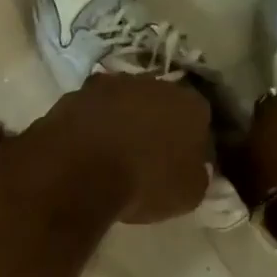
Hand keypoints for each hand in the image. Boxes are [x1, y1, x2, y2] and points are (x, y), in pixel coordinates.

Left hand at [38, 74, 211, 223]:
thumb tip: (192, 165)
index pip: (200, 118)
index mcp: (189, 104)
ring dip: (121, 119)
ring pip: (123, 101)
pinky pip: (92, 109)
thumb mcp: (189, 193)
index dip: (192, 140)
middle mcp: (152, 83)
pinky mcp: (75, 93)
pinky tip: (86, 148)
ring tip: (113, 153)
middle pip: (160, 102)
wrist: (79, 170)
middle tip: (148, 154)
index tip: (183, 161)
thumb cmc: (145, 182)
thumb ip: (197, 172)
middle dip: (156, 123)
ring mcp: (109, 83)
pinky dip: (92, 124)